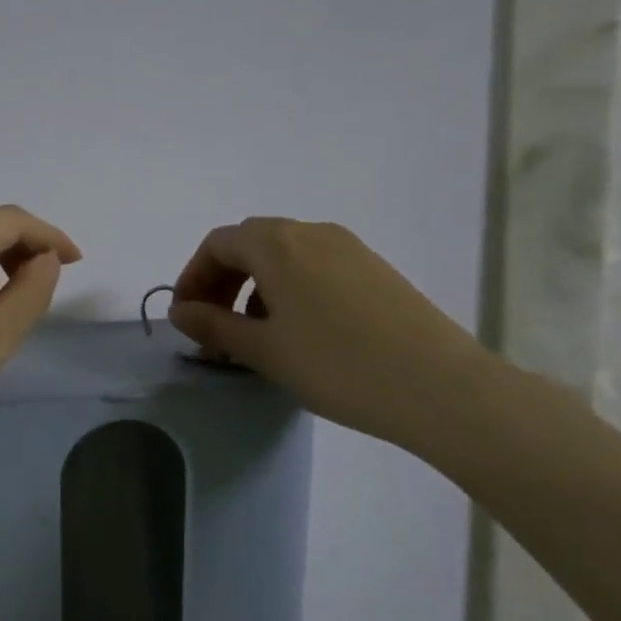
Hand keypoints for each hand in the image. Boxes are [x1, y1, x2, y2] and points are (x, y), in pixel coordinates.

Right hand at [168, 218, 495, 449]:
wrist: (439, 386)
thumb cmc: (336, 365)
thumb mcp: (263, 350)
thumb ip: (213, 325)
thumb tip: (180, 311)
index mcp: (277, 245)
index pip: (218, 244)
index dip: (192, 277)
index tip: (187, 317)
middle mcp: (312, 233)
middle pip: (250, 243)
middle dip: (222, 280)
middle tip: (214, 325)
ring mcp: (349, 248)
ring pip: (285, 254)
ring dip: (255, 285)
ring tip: (256, 334)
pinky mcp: (375, 269)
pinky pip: (316, 266)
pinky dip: (290, 288)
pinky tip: (299, 331)